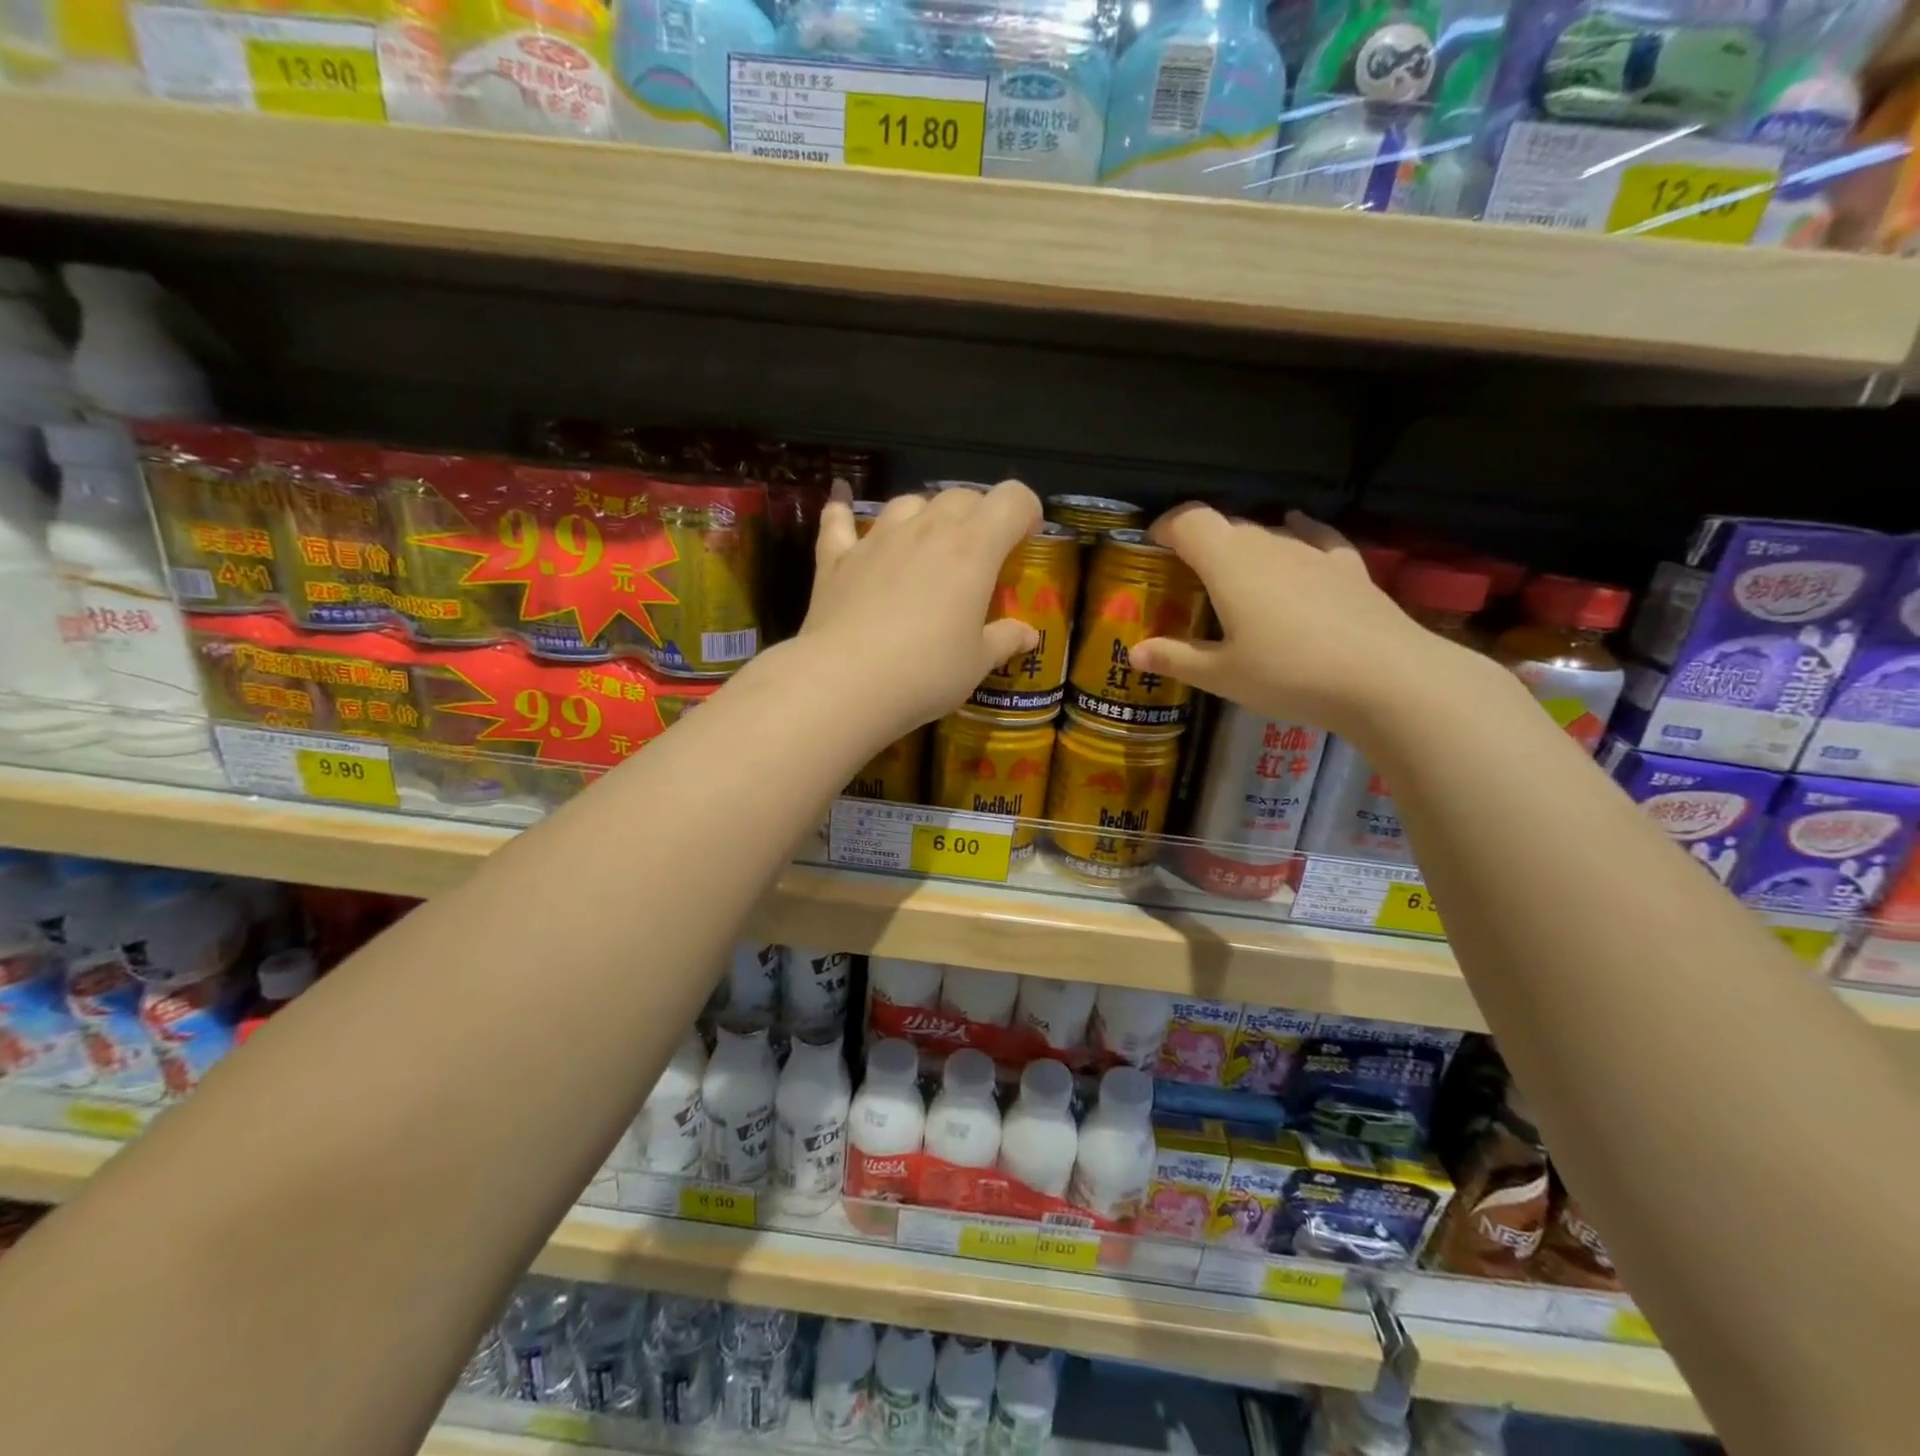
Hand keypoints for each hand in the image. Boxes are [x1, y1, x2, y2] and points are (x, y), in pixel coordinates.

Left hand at [799, 480, 1042, 739]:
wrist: (845, 682)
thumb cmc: (925, 672)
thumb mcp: (977, 663)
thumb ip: (1005, 640)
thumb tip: (1028, 634)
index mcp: (973, 548)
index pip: (1012, 500)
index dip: (1026, 512)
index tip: (1026, 540)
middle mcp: (926, 529)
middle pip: (961, 496)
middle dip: (979, 515)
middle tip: (981, 553)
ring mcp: (877, 539)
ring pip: (908, 502)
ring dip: (925, 514)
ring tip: (927, 543)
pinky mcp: (836, 558)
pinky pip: (838, 521)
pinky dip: (843, 511)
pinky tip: (840, 504)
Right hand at [1127, 505, 1481, 738]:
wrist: (1384, 679)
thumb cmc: (1288, 674)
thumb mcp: (1222, 675)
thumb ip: (1176, 658)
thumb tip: (1135, 653)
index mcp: (1229, 563)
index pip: (1190, 521)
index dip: (1166, 527)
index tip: (1152, 546)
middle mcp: (1269, 544)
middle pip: (1227, 525)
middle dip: (1200, 542)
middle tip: (1186, 576)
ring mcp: (1313, 552)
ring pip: (1267, 533)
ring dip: (1243, 546)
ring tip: (1232, 574)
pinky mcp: (1348, 567)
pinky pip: (1316, 537)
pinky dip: (1297, 532)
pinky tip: (1296, 528)